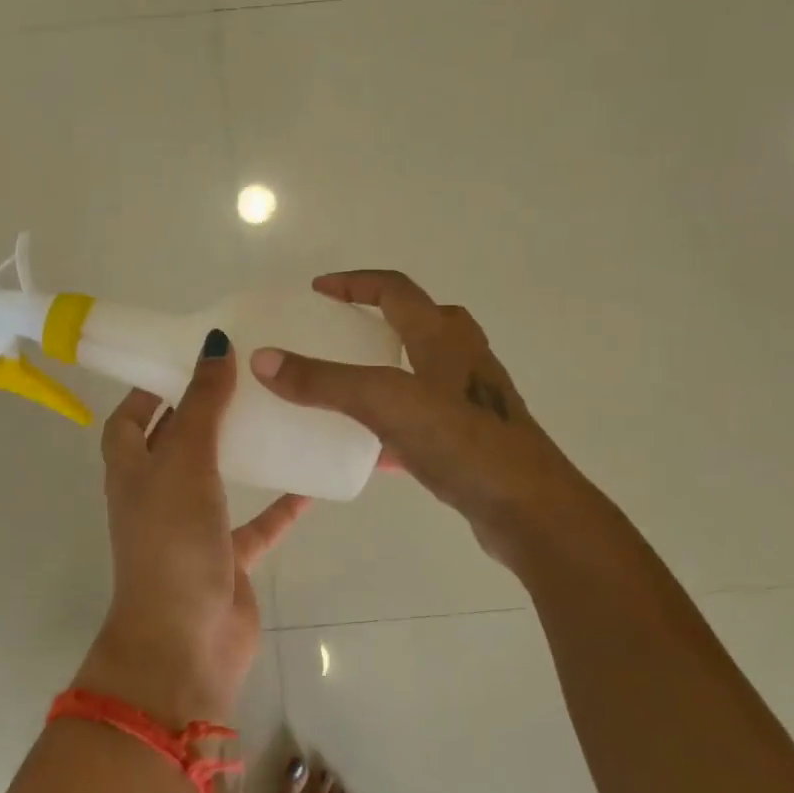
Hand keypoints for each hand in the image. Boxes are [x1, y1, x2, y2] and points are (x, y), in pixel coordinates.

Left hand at [75, 329, 309, 727]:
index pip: (129, 419)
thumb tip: (214, 343)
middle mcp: (157, 494)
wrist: (185, 641)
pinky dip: (280, 505)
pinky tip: (311, 481)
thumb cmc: (172, 541)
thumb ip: (202, 405)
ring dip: (242, 451)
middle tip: (245, 375)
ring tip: (277, 413)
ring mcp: (192, 527)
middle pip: (176, 442)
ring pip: (218, 478)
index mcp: (132, 470)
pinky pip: (257, 523)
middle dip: (203, 411)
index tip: (185, 357)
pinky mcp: (227, 556)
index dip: (149, 388)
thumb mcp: (185, 462)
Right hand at [249, 270, 588, 568]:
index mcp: (442, 336)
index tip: (317, 291)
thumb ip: (324, 381)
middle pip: (419, 321)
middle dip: (378, 319)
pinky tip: (369, 450)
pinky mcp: (472, 438)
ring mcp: (471, 400)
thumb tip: (262, 358)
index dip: (354, 283)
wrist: (531, 509)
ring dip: (387, 369)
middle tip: (338, 334)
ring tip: (347, 387)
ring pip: (423, 370)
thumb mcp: (386, 402)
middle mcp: (461, 358)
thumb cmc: (463, 441)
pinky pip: (424, 418)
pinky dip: (395, 422)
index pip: (395, 289)